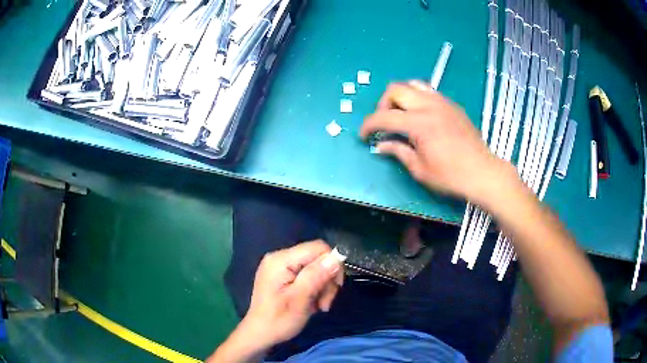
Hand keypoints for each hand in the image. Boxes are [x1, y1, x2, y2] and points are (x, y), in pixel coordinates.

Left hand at [209, 240, 343, 361]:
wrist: (260, 334)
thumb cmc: (278, 320)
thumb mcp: (299, 299)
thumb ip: (316, 276)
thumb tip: (336, 257)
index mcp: (281, 260)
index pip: (317, 248)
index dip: (332, 264)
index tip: (335, 287)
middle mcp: (280, 258)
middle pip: (317, 258)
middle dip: (327, 280)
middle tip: (325, 303)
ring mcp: (281, 266)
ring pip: (316, 268)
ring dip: (322, 287)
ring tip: (319, 306)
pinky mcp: (283, 276)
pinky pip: (308, 275)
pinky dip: (315, 289)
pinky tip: (312, 303)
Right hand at [360, 81, 516, 205]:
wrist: (483, 172)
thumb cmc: (451, 176)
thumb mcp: (420, 169)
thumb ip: (398, 152)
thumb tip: (381, 146)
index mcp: (419, 124)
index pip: (384, 117)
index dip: (368, 126)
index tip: (364, 136)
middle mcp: (429, 106)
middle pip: (395, 90)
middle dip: (383, 105)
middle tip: (385, 124)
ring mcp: (442, 102)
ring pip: (412, 85)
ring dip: (401, 98)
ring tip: (402, 116)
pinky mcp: (452, 105)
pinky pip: (428, 92)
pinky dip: (417, 98)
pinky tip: (421, 116)